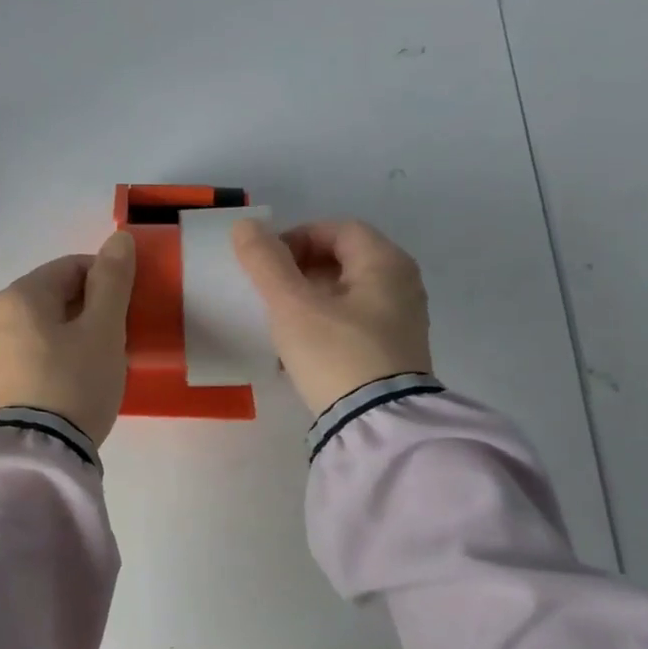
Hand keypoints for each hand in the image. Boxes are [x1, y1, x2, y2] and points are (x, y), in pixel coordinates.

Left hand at [0, 231, 136, 444]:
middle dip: (93, 311)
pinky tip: (79, 382)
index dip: (108, 282)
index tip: (129, 311)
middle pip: (58, 297)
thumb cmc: (75, 381)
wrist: (40, 452)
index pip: (73, 267)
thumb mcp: (103, 328)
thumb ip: (112, 281)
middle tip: (120, 341)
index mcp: (20, 295)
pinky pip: (38, 354)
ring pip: (49, 327)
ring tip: (102, 365)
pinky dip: (61, 358)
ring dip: (79, 336)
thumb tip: (119, 238)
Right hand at [232, 219, 431, 413]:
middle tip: (271, 292)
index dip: (297, 238)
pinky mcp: (395, 349)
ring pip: (348, 291)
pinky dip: (326, 321)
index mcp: (385, 263)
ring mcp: (403, 319)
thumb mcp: (292, 305)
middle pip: (345, 259)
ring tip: (281, 321)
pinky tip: (302, 347)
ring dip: (311, 298)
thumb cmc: (334, 353)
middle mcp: (402, 283)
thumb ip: (266, 262)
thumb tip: (245, 225)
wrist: (376, 423)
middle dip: (302, 270)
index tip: (268, 265)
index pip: (337, 229)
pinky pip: (355, 320)